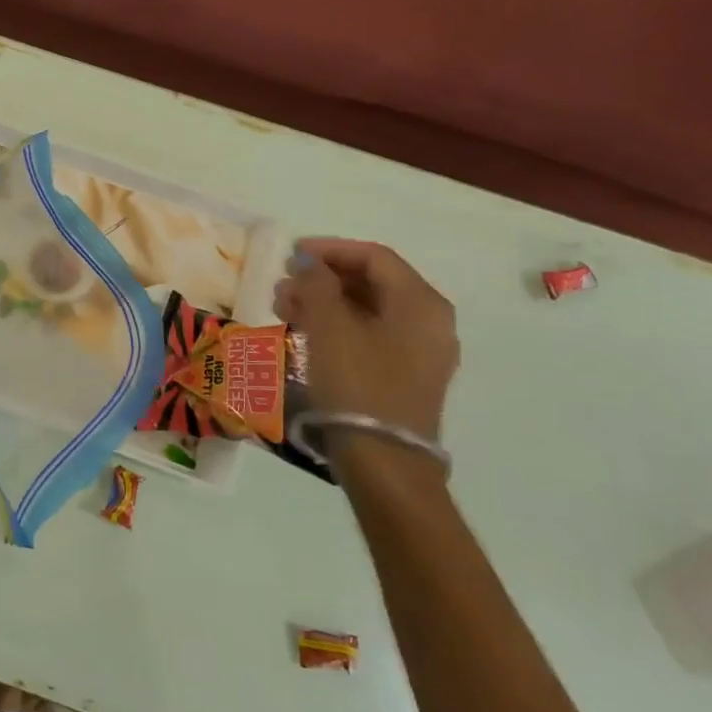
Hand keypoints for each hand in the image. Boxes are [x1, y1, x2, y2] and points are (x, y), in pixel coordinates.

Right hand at [275, 238, 458, 441]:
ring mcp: (421, 351)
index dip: (329, 249)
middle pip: (372, 282)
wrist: (384, 462)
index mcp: (420, 302)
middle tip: (282, 284)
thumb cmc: (358, 384)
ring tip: (283, 308)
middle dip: (323, 278)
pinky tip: (304, 333)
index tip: (291, 253)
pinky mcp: (407, 376)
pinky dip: (337, 326)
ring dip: (325, 302)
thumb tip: (308, 260)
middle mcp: (429, 321)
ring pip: (368, 310)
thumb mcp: (329, 326)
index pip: (373, 257)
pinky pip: (370, 335)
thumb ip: (316, 283)